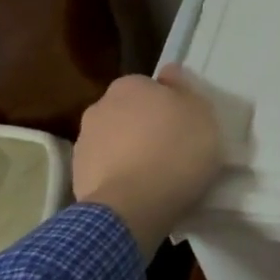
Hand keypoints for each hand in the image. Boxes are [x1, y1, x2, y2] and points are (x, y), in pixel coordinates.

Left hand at [72, 66, 222, 258]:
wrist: (133, 206)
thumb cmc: (176, 150)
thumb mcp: (201, 113)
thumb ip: (184, 88)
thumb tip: (169, 73)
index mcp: (130, 85)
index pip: (151, 87)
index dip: (169, 105)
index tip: (184, 126)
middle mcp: (100, 106)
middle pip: (130, 113)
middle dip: (145, 127)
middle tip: (172, 149)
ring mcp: (85, 143)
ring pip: (115, 141)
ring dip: (130, 152)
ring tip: (156, 176)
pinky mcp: (77, 177)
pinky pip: (107, 170)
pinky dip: (120, 176)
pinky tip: (139, 193)